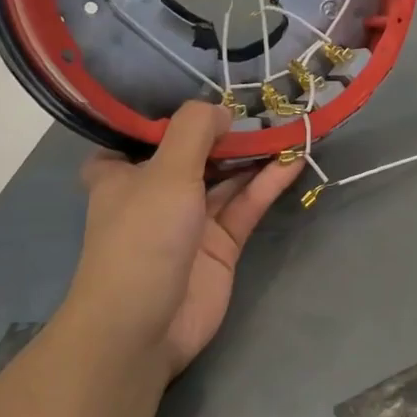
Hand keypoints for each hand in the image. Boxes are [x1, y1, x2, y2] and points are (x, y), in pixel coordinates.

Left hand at [66, 102, 304, 381]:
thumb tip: (222, 110)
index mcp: (123, 172)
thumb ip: (194, 131)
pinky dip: (268, 183)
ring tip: (289, 123)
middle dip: (228, 129)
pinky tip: (293, 159)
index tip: (211, 87)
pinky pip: (246, 204)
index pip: (147, 131)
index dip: (178, 110)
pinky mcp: (221, 244)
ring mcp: (191, 219)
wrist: (142, 328)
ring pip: (227, 177)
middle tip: (266, 101)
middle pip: (197, 151)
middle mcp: (156, 191)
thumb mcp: (166, 171)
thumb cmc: (142, 238)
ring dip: (254, 154)